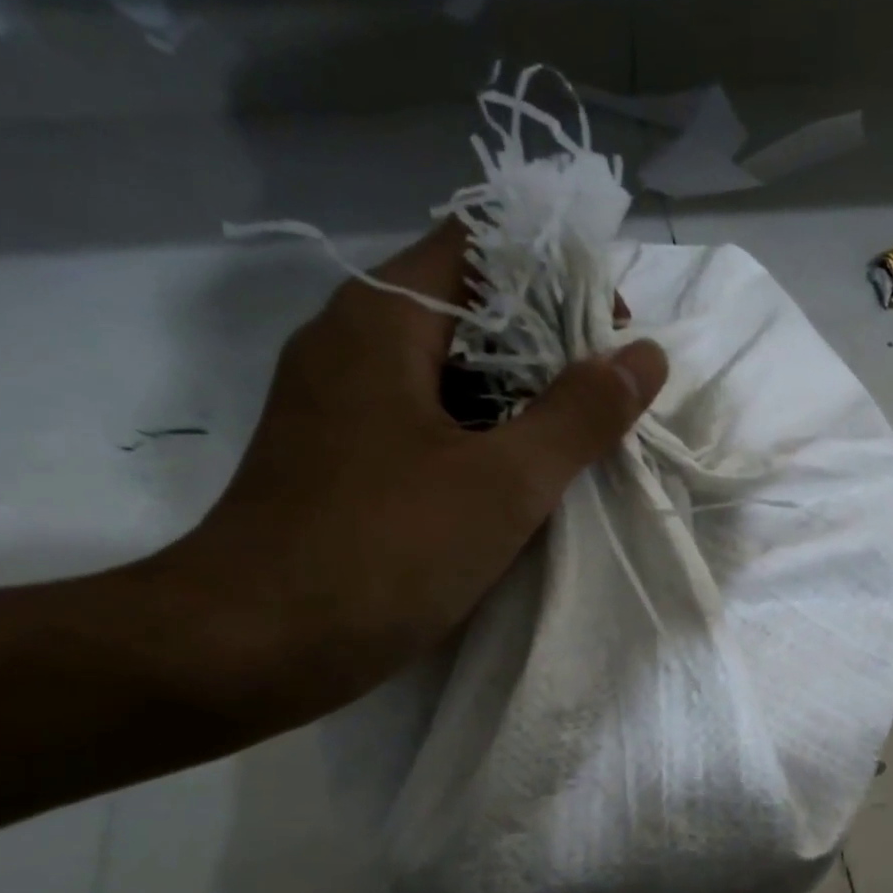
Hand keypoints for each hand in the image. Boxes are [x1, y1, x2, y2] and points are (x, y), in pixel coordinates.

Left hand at [160, 221, 667, 722]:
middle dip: (548, 344)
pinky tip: (519, 480)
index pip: (484, 244)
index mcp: (385, 318)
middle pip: (469, 306)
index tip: (609, 336)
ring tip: (577, 441)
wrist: (247, 647)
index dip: (558, 274)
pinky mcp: (340, 456)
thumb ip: (581, 414)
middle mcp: (354, 340)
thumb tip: (644, 356)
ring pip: (448, 369)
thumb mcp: (503, 483)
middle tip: (606, 399)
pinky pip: (425, 419)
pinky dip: (478, 434)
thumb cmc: (381, 553)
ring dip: (517, 395)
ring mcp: (340, 401)